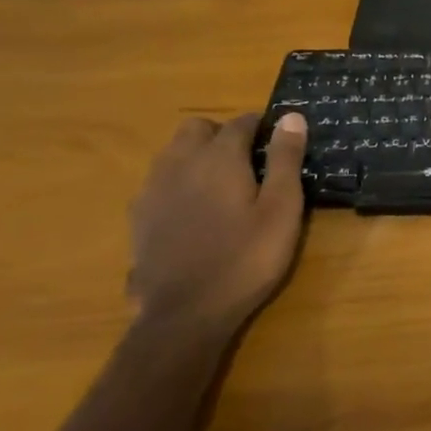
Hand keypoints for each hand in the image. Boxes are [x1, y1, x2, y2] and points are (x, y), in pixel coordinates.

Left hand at [127, 112, 308, 336]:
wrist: (185, 314)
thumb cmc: (245, 258)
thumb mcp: (281, 209)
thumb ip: (285, 159)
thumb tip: (291, 116)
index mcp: (219, 157)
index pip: (241, 122)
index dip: (262, 127)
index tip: (277, 142)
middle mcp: (181, 162)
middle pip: (198, 128)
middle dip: (221, 134)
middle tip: (246, 162)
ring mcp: (154, 189)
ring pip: (173, 152)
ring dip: (196, 155)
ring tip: (219, 184)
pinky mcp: (139, 216)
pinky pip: (159, 181)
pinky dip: (177, 182)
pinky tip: (192, 210)